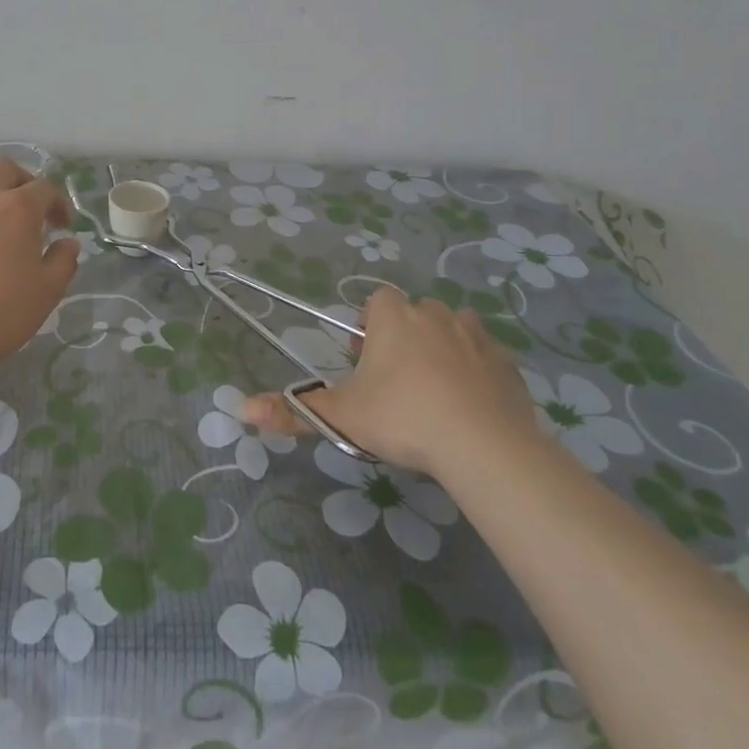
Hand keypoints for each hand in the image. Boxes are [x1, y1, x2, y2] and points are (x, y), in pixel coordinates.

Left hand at [0, 158, 80, 363]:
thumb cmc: (2, 311)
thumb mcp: (48, 290)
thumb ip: (64, 261)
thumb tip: (68, 243)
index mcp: (19, 208)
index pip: (46, 187)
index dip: (58, 202)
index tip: (61, 226)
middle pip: (4, 168)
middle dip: (21, 181)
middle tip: (26, 208)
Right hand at [244, 288, 539, 479]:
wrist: (483, 446)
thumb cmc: (403, 418)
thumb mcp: (341, 417)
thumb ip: (293, 411)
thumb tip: (241, 408)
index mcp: (393, 317)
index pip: (376, 302)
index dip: (369, 329)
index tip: (366, 363)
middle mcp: (434, 314)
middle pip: (414, 314)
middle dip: (403, 338)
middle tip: (396, 384)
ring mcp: (475, 335)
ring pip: (452, 329)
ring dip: (442, 348)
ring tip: (435, 391)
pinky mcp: (507, 363)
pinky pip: (486, 355)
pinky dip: (477, 371)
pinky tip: (471, 405)